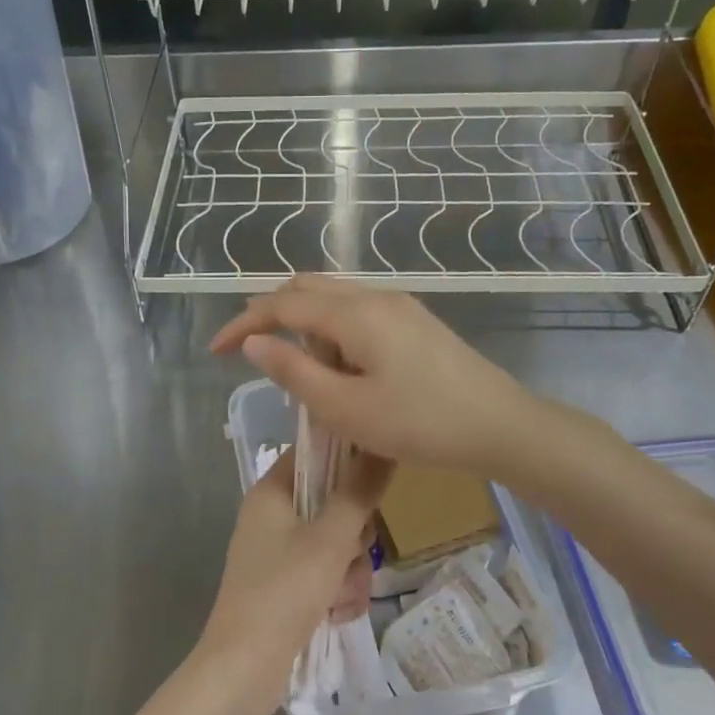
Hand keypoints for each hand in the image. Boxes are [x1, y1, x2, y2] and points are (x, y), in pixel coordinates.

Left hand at [193, 447, 391, 711]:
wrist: (244, 668)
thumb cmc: (283, 592)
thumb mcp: (330, 540)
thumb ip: (359, 493)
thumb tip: (383, 446)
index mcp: (271, 493)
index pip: (314, 453)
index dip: (348, 459)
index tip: (376, 479)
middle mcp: (273, 517)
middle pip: (333, 503)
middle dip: (355, 536)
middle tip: (354, 553)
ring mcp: (280, 554)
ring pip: (338, 545)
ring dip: (351, 572)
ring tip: (341, 597)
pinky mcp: (288, 587)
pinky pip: (329, 576)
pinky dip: (338, 594)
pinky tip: (336, 615)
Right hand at [210, 277, 539, 475]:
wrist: (498, 425)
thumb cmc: (419, 423)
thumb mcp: (346, 408)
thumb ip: (294, 372)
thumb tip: (255, 342)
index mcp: (354, 314)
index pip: (282, 305)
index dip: (243, 323)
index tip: (215, 350)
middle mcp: (375, 296)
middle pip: (307, 288)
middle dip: (270, 313)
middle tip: (247, 349)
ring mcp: (399, 306)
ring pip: (333, 297)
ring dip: (302, 321)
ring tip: (290, 363)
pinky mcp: (414, 321)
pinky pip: (357, 310)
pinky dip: (330, 328)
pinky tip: (334, 362)